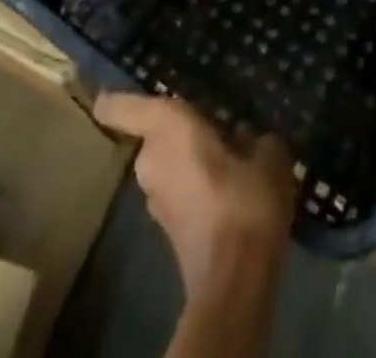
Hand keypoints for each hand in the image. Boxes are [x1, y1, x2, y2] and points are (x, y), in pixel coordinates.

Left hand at [94, 93, 295, 297]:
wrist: (234, 282)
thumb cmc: (243, 201)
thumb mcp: (268, 156)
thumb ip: (258, 140)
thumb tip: (256, 142)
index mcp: (167, 127)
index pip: (123, 108)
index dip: (114, 99)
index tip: (107, 93)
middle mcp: (151, 158)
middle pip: (155, 134)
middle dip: (179, 131)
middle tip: (214, 122)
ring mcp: (154, 199)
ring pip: (168, 164)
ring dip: (190, 159)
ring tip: (229, 156)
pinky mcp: (167, 229)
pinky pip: (179, 191)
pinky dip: (196, 187)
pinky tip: (229, 191)